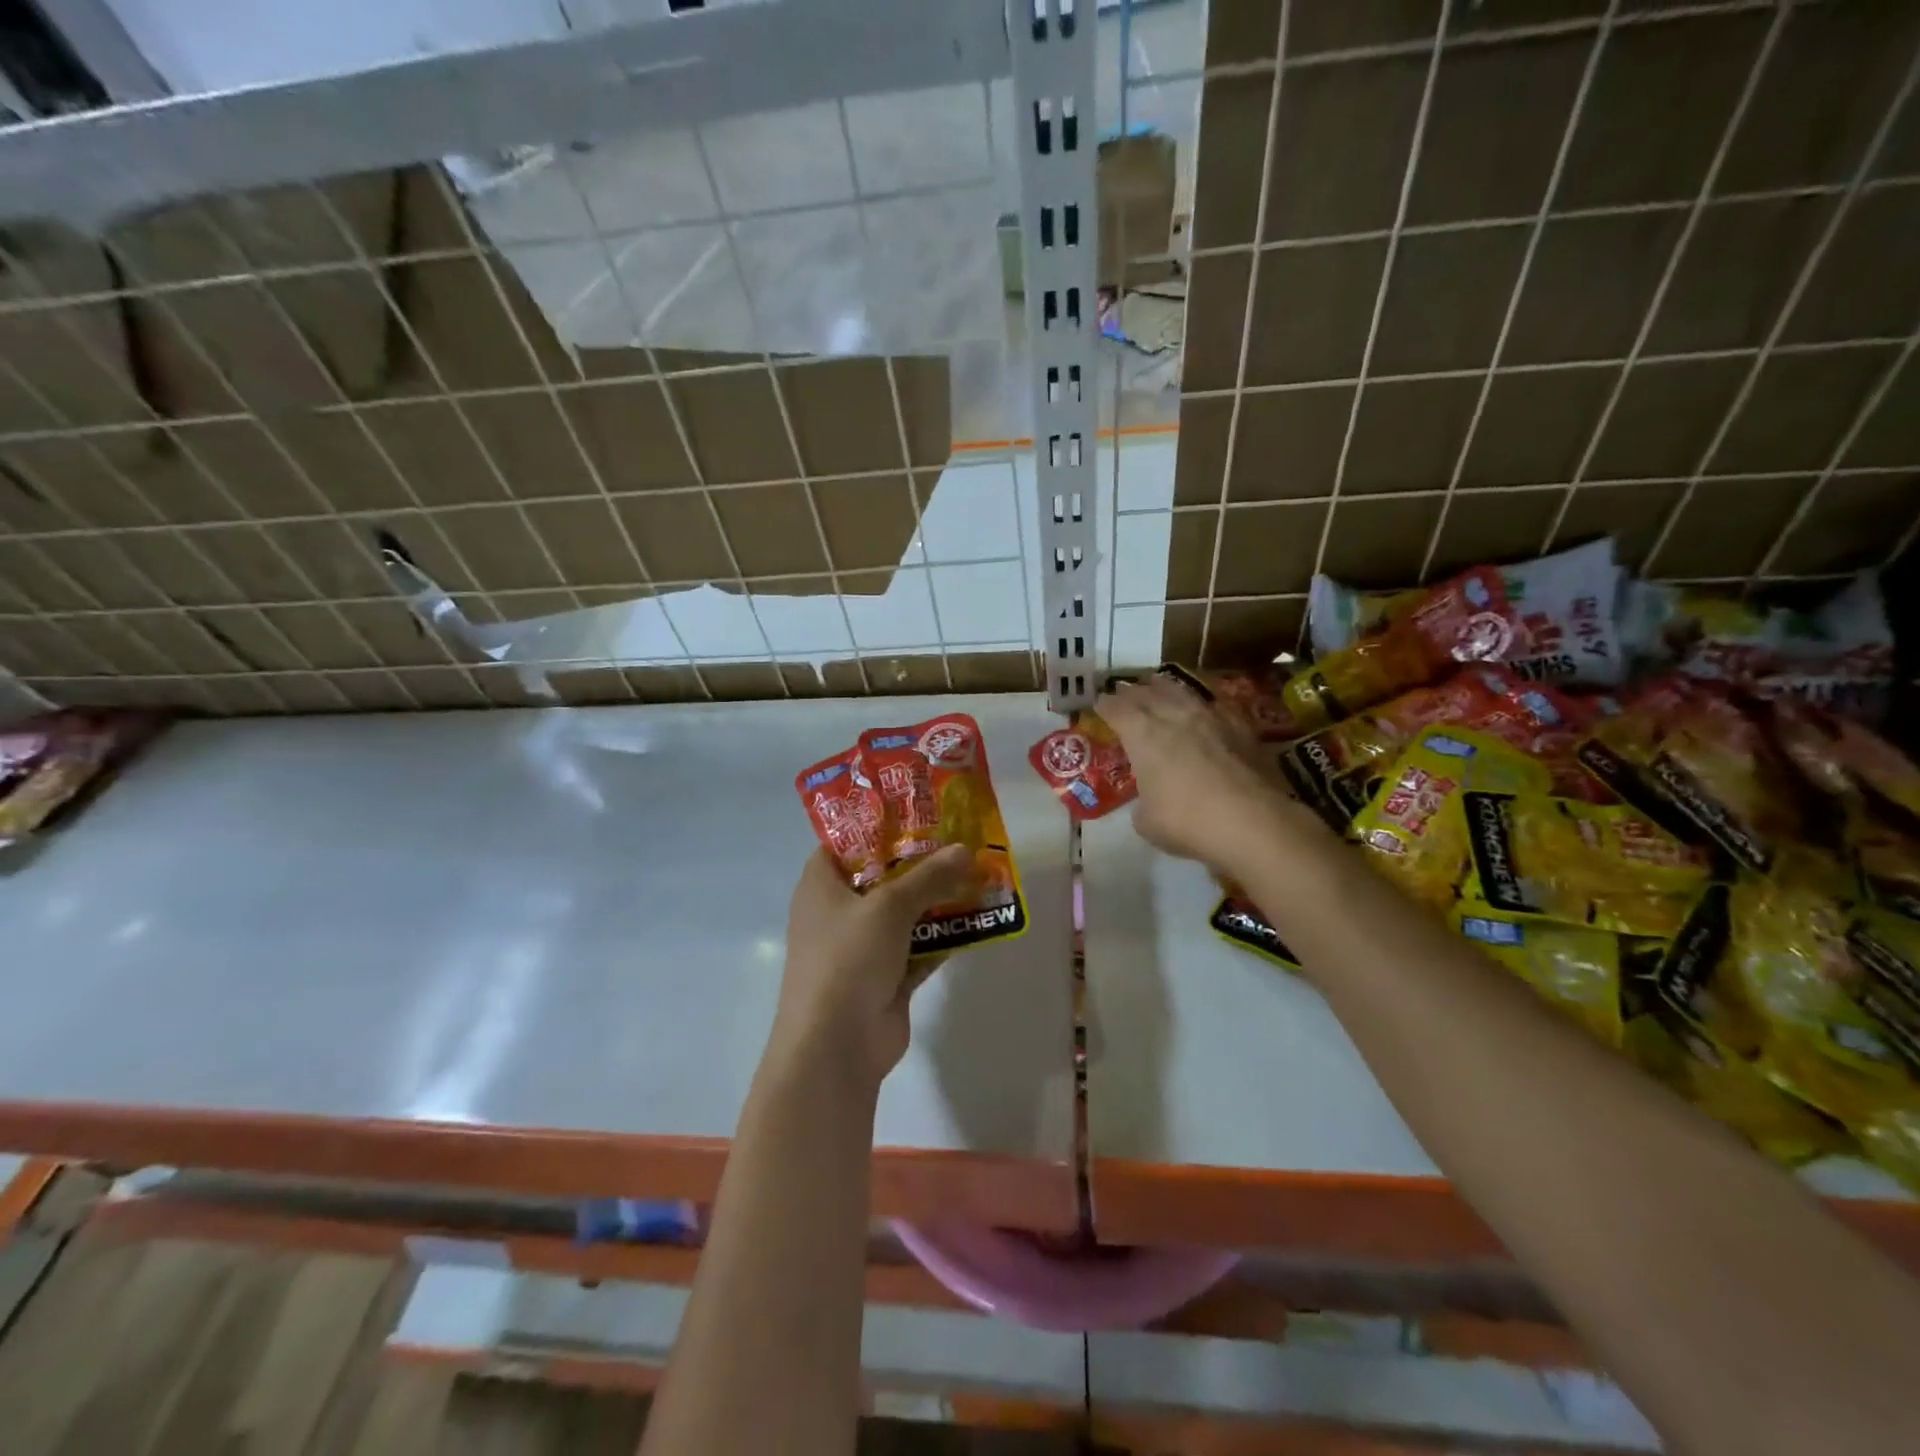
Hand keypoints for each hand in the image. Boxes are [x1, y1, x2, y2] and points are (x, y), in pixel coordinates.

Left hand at [770, 844, 976, 1091]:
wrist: (836, 1047)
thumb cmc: (848, 958)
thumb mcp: (889, 906)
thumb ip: (929, 876)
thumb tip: (965, 849)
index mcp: (821, 884)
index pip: (845, 841)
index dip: (878, 824)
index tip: (918, 811)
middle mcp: (838, 911)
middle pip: (882, 875)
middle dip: (920, 861)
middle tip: (960, 838)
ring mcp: (862, 946)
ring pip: (904, 912)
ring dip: (937, 898)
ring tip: (978, 873)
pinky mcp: (886, 976)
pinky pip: (919, 946)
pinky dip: (943, 935)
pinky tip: (977, 918)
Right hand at [1098, 675, 1293, 870]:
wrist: (1251, 821)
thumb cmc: (1186, 822)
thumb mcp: (1147, 822)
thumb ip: (1143, 803)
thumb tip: (1150, 801)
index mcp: (1143, 735)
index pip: (1117, 710)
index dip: (1105, 705)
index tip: (1099, 703)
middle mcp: (1174, 717)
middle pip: (1148, 694)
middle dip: (1133, 692)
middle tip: (1125, 691)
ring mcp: (1211, 718)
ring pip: (1183, 693)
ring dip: (1166, 688)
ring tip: (1159, 684)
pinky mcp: (1242, 728)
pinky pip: (1216, 707)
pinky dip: (1204, 705)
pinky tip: (1205, 708)